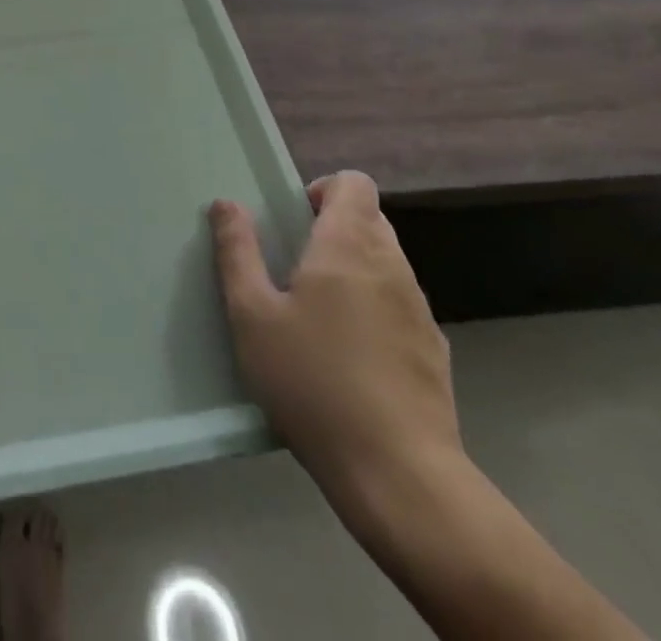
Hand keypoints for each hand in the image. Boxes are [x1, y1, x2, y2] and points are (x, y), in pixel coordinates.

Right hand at [209, 174, 459, 511]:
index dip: (323, 190)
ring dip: (354, 268)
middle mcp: (392, 266)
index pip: (354, 184)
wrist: (399, 475)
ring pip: (386, 262)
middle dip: (334, 228)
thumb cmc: (313, 382)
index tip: (294, 220)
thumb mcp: (252, 316)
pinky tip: (351, 356)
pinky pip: (400, 305)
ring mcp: (420, 310)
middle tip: (295, 265)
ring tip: (319, 313)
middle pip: (370, 219)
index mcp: (348, 246)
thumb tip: (226, 204)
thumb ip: (237, 252)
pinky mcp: (434, 351)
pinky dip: (375, 308)